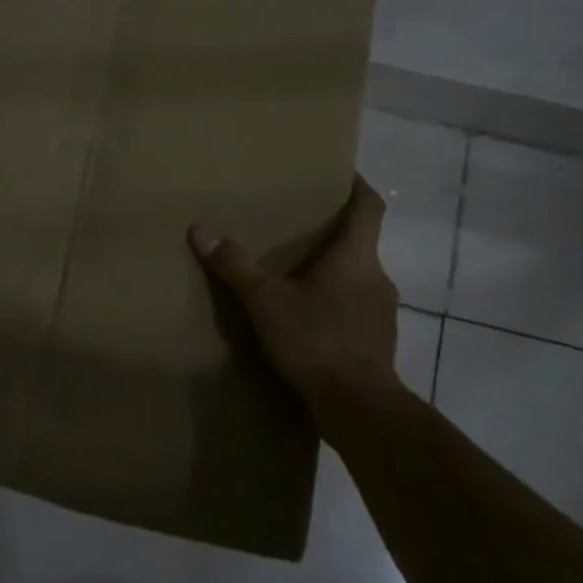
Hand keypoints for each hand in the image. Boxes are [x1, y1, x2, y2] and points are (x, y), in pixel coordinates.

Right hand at [190, 175, 399, 432]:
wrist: (358, 407)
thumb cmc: (316, 339)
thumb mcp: (266, 301)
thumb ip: (235, 266)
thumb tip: (200, 230)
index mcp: (357, 256)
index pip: (370, 207)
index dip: (358, 187)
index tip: (342, 175)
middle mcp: (377, 277)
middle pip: (362, 242)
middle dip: (334, 234)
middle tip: (300, 229)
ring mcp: (382, 312)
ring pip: (358, 278)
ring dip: (334, 273)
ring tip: (299, 276)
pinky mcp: (377, 342)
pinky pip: (356, 310)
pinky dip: (336, 305)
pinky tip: (309, 320)